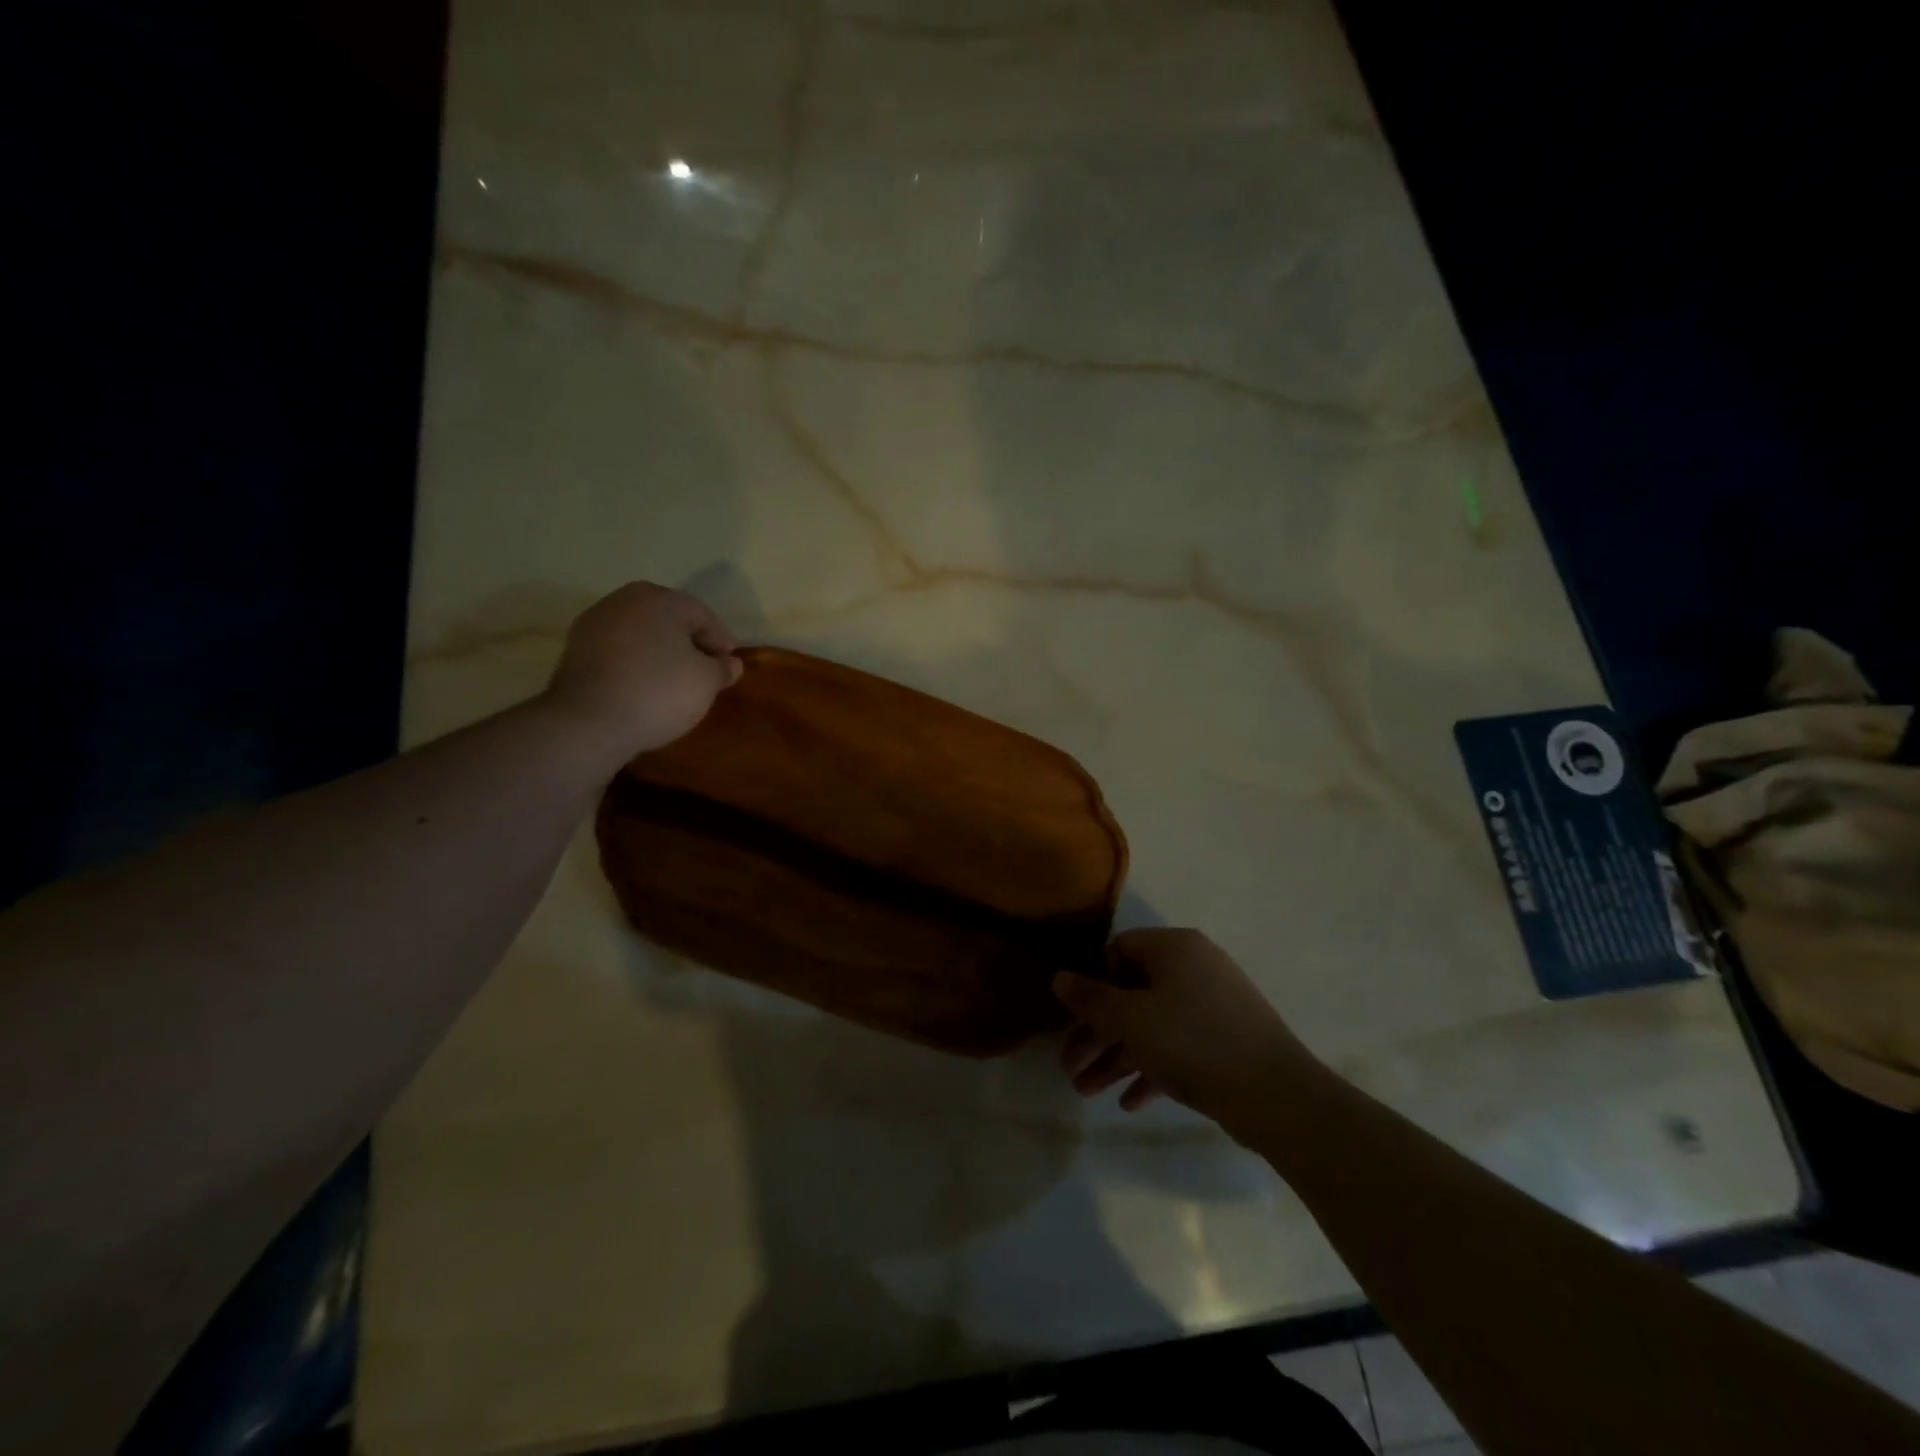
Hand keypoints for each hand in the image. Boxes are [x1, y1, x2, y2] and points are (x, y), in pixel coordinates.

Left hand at [545, 582, 743, 758]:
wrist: (589, 721)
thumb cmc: (660, 691)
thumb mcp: (707, 681)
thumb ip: (723, 668)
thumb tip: (730, 663)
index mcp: (660, 599)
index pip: (702, 615)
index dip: (721, 641)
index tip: (730, 666)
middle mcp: (624, 600)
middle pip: (668, 620)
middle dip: (689, 644)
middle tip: (705, 672)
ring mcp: (594, 623)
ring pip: (641, 635)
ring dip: (660, 653)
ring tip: (674, 683)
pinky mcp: (575, 650)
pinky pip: (618, 652)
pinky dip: (635, 664)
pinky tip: (644, 687)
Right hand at [1055, 928, 1315, 1128]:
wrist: (1277, 1095)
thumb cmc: (1192, 1042)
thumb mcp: (1130, 1019)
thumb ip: (1090, 998)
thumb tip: (1059, 977)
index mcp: (1174, 948)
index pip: (1119, 950)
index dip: (1093, 983)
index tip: (1075, 1018)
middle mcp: (1195, 967)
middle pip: (1132, 993)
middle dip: (1097, 1033)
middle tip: (1071, 1067)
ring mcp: (1214, 1004)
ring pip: (1152, 1025)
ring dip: (1117, 1057)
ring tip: (1087, 1093)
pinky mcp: (1227, 1040)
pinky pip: (1179, 1047)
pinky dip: (1152, 1069)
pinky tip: (1129, 1103)